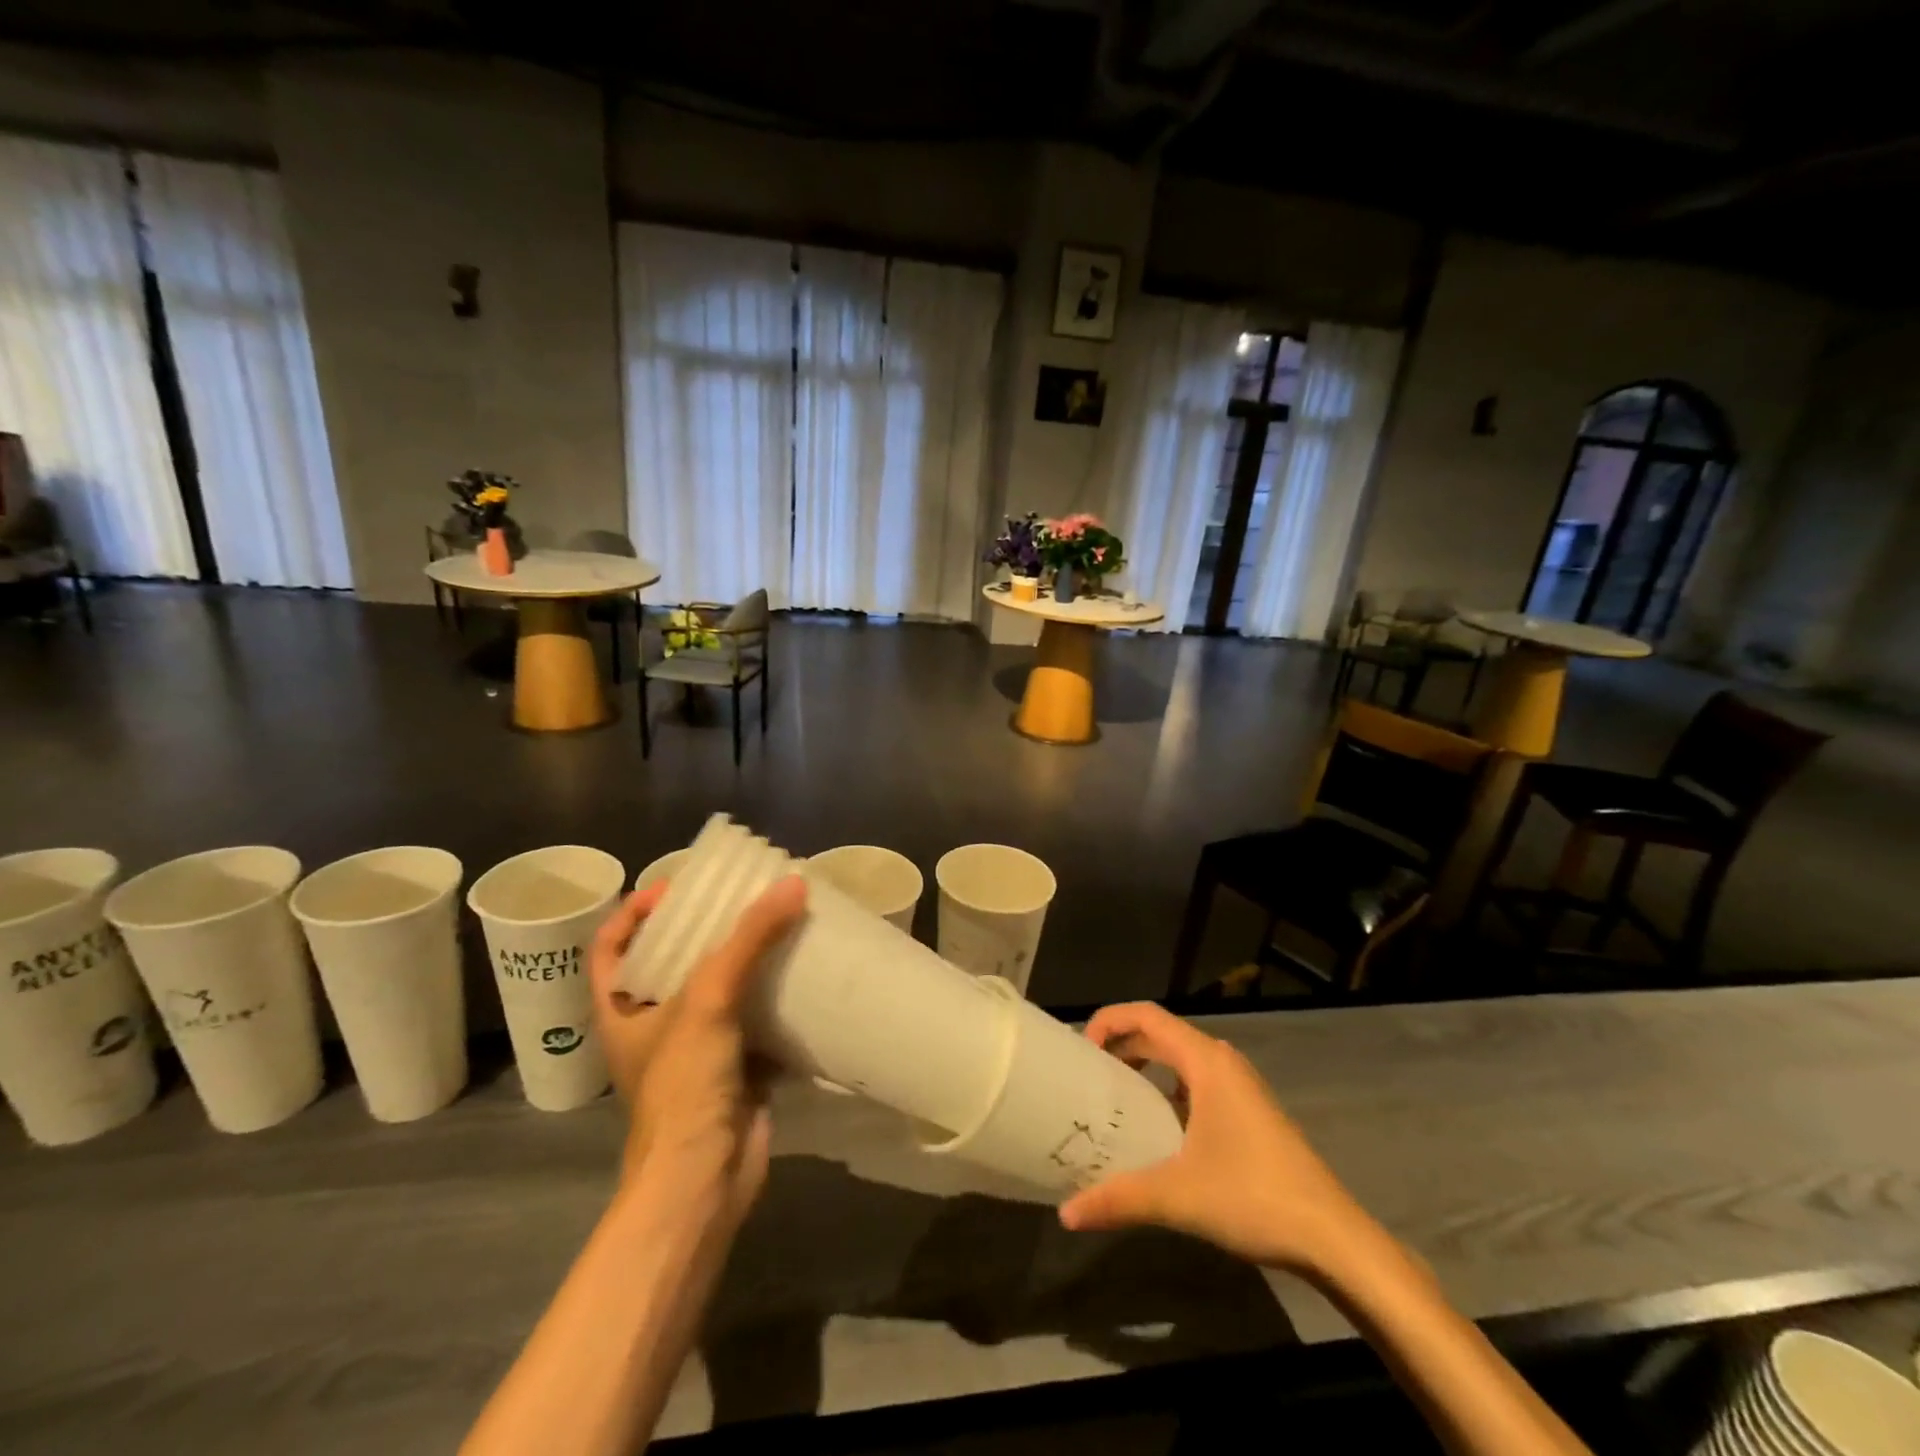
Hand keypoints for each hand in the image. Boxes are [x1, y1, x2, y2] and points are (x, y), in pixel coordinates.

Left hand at [588, 874, 807, 1226]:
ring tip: (778, 925)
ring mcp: (696, 1050)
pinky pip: (755, 1021)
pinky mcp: (735, 1069)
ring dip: (746, 962)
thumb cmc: (683, 1085)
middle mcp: (655, 1026)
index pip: (612, 947)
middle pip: (672, 963)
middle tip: (740, 898)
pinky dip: (775, 999)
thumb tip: (793, 884)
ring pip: (719, 992)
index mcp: (623, 1010)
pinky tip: (801, 975)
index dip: (634, 912)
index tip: (673, 887)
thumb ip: (749, 940)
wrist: (703, 1179)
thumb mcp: (709, 1000)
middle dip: (703, 931)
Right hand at [1058, 1002, 1375, 1275]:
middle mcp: (1222, 1063)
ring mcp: (1239, 1087)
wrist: (1334, 1238)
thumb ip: (1119, 1198)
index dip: (1109, 1020)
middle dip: (1120, 1047)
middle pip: (1160, 1035)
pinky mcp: (1248, 1112)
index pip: (1147, 1016)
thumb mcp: (1179, 1196)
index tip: (1080, 1049)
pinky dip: (1166, 1091)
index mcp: (1206, 1062)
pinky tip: (1153, 1130)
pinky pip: (1195, 1084)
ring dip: (1143, 1069)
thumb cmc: (1254, 1197)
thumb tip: (1066, 1213)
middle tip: (1086, 1075)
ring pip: (1179, 1061)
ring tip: (1111, 1099)